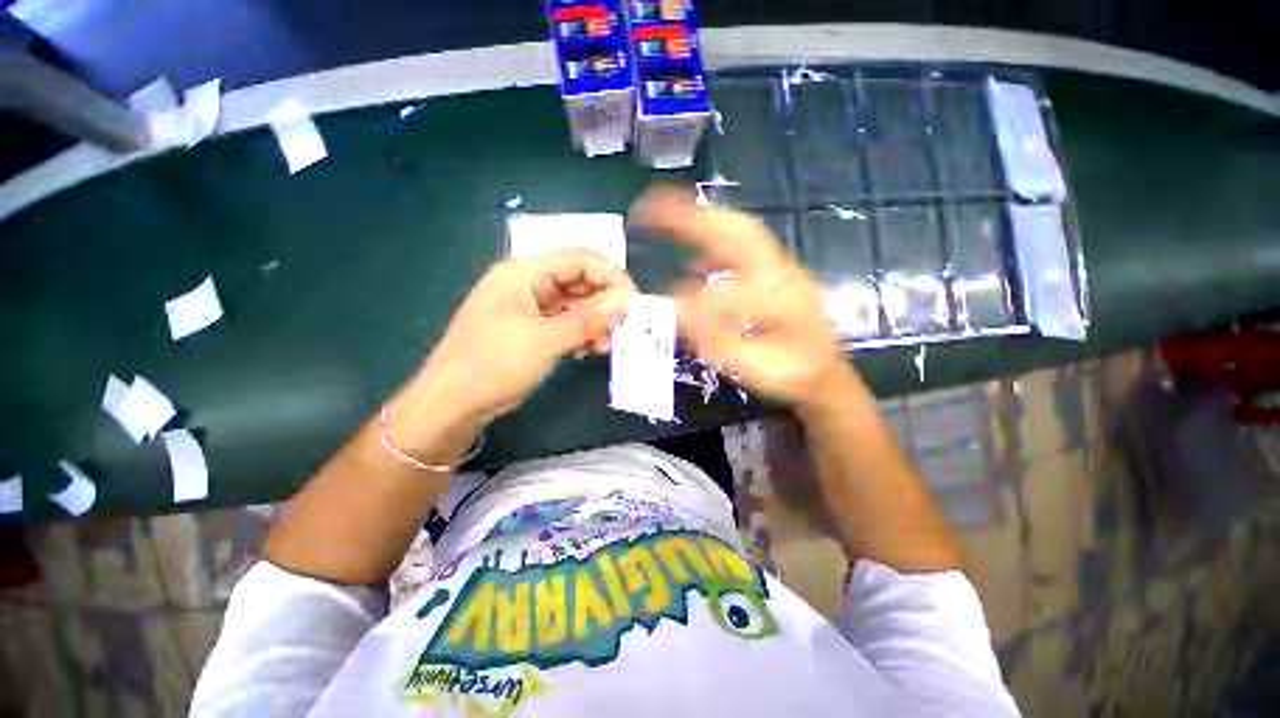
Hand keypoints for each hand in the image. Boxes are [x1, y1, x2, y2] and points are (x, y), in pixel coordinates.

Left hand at [398, 248, 635, 429]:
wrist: (454, 404)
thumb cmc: (493, 364)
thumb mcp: (544, 340)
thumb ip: (587, 318)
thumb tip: (625, 299)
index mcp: (523, 273)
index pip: (576, 259)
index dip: (608, 274)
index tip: (633, 300)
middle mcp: (528, 284)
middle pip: (578, 281)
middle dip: (604, 302)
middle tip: (625, 325)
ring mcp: (531, 308)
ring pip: (575, 304)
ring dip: (595, 321)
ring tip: (607, 344)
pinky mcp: (533, 330)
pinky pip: (567, 323)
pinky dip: (582, 334)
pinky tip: (590, 350)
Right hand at [630, 187, 850, 406]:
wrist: (826, 371)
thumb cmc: (792, 373)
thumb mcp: (756, 369)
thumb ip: (720, 343)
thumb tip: (680, 317)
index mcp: (780, 301)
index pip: (725, 294)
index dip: (690, 303)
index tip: (661, 308)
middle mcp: (781, 272)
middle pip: (737, 232)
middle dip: (691, 218)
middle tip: (652, 209)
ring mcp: (780, 265)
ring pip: (740, 228)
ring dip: (701, 217)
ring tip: (665, 211)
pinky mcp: (774, 269)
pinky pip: (742, 242)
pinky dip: (713, 237)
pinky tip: (691, 251)